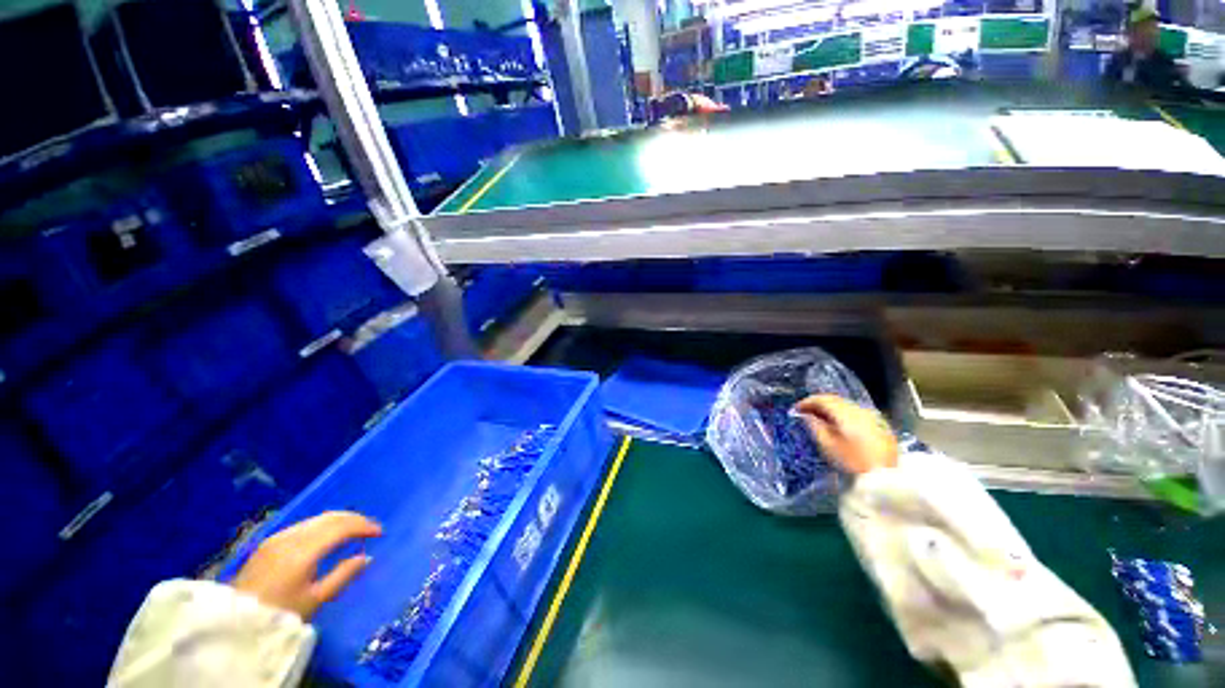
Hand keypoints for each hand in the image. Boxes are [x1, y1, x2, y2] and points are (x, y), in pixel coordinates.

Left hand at [232, 511, 381, 619]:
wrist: (236, 623)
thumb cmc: (280, 614)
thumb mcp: (316, 600)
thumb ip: (343, 575)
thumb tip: (366, 557)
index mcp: (304, 550)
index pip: (342, 527)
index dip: (364, 526)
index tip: (380, 533)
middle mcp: (292, 537)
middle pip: (330, 518)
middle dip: (354, 519)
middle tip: (371, 529)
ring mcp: (278, 538)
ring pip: (317, 519)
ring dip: (339, 521)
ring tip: (353, 531)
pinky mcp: (270, 542)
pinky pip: (305, 525)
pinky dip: (323, 525)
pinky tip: (328, 537)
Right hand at [793, 395, 897, 474]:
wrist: (886, 480)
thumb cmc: (853, 463)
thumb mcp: (828, 446)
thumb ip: (815, 426)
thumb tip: (806, 416)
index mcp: (847, 414)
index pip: (823, 399)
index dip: (807, 402)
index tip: (796, 409)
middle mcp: (861, 411)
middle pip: (836, 401)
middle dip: (819, 405)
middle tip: (805, 413)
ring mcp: (873, 418)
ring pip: (847, 407)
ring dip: (831, 410)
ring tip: (820, 420)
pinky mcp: (881, 428)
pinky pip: (857, 415)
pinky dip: (843, 417)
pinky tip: (838, 427)